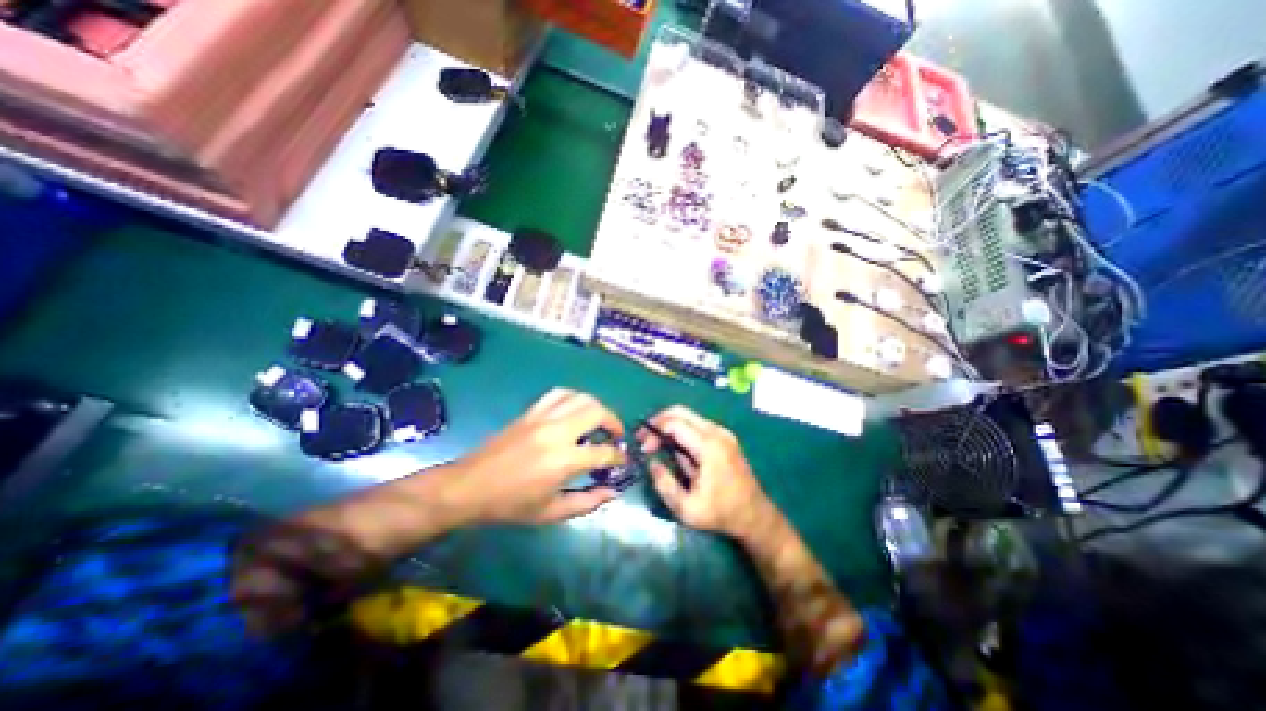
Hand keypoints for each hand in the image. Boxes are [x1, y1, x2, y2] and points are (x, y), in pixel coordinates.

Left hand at [442, 388, 625, 520]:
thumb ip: (587, 502)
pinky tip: (575, 409)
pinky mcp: (531, 412)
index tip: (622, 460)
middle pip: (597, 412)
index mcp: (563, 460)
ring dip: (596, 407)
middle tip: (616, 435)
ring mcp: (542, 417)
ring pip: (580, 397)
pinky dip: (574, 397)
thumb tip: (613, 492)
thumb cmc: (510, 504)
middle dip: (614, 422)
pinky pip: (559, 393)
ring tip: (599, 421)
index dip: (618, 457)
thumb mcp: (551, 513)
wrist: (470, 486)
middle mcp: (557, 432)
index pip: (603, 452)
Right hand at [639, 406, 776, 536]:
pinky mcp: (724, 437)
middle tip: (644, 438)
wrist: (755, 515)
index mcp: (709, 447)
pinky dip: (680, 430)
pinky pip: (696, 425)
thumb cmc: (721, 514)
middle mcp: (717, 432)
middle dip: (658, 421)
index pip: (674, 423)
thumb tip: (652, 462)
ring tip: (656, 445)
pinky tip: (674, 448)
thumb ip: (665, 485)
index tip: (643, 448)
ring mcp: (723, 433)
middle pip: (680, 411)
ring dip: (669, 425)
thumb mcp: (687, 509)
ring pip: (688, 416)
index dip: (654, 431)